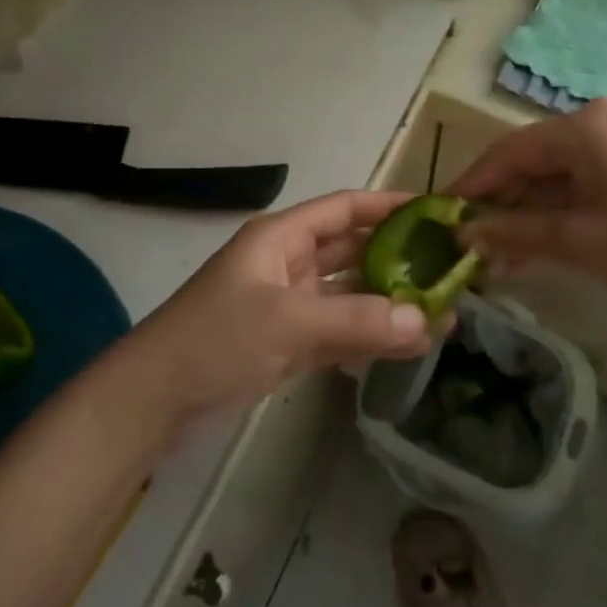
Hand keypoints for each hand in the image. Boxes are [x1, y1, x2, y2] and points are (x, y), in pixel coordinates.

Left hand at [131, 191, 434, 421]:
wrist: (155, 400)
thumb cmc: (215, 340)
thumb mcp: (286, 322)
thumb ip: (355, 320)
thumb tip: (427, 321)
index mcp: (282, 237)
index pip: (345, 208)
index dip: (389, 206)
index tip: (438, 213)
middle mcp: (288, 263)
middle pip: (352, 251)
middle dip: (399, 261)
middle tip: (452, 274)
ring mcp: (288, 305)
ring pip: (349, 295)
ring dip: (389, 304)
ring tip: (443, 318)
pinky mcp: (287, 343)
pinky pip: (338, 330)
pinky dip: (368, 337)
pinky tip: (406, 348)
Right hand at [450, 99, 606, 333]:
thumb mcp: (581, 242)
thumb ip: (514, 231)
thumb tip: (462, 234)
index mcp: (589, 123)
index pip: (512, 149)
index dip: (474, 183)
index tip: (444, 212)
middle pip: (538, 157)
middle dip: (505, 201)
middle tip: (476, 241)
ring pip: (564, 170)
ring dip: (535, 208)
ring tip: (507, 251)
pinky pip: (593, 176)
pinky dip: (568, 205)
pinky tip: (550, 239)